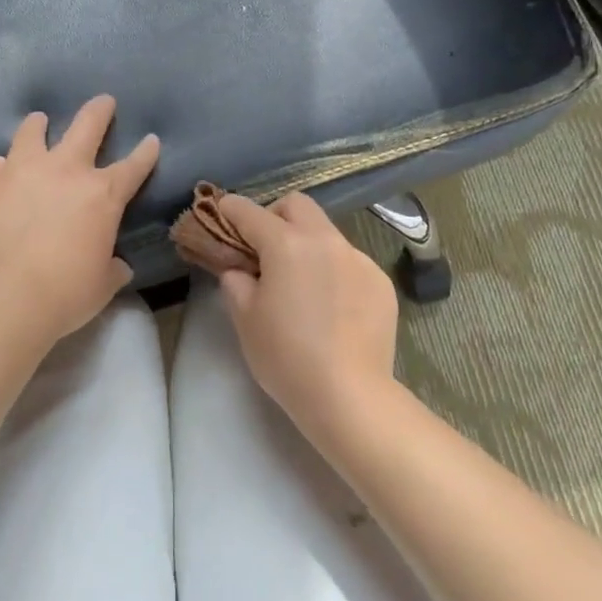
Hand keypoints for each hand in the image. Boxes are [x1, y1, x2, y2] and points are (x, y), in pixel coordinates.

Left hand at [0, 96, 160, 347]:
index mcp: (103, 194)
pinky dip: (3, 167)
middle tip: (104, 101)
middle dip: (99, 110)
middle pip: (88, 126)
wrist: (4, 298)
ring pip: (33, 132)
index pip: (133, 166)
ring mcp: (23, 171)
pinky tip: (1, 172)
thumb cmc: (65, 294)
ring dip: (39, 125)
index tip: (151, 139)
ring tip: (39, 121)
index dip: (146, 152)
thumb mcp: (103, 284)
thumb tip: (117, 264)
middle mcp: (65, 171)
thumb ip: (113, 267)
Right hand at [214, 193, 399, 446]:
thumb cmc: (286, 356)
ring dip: (307, 245)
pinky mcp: (380, 282)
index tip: (221, 214)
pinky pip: (350, 263)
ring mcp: (359, 259)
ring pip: (326, 234)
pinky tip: (332, 308)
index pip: (250, 212)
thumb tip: (240, 269)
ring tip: (302, 285)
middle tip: (264, 249)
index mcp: (287, 244)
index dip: (229, 210)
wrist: (349, 395)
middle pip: (297, 205)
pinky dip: (334, 271)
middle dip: (275, 216)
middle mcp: (326, 240)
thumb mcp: (245, 318)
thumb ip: (236, 281)